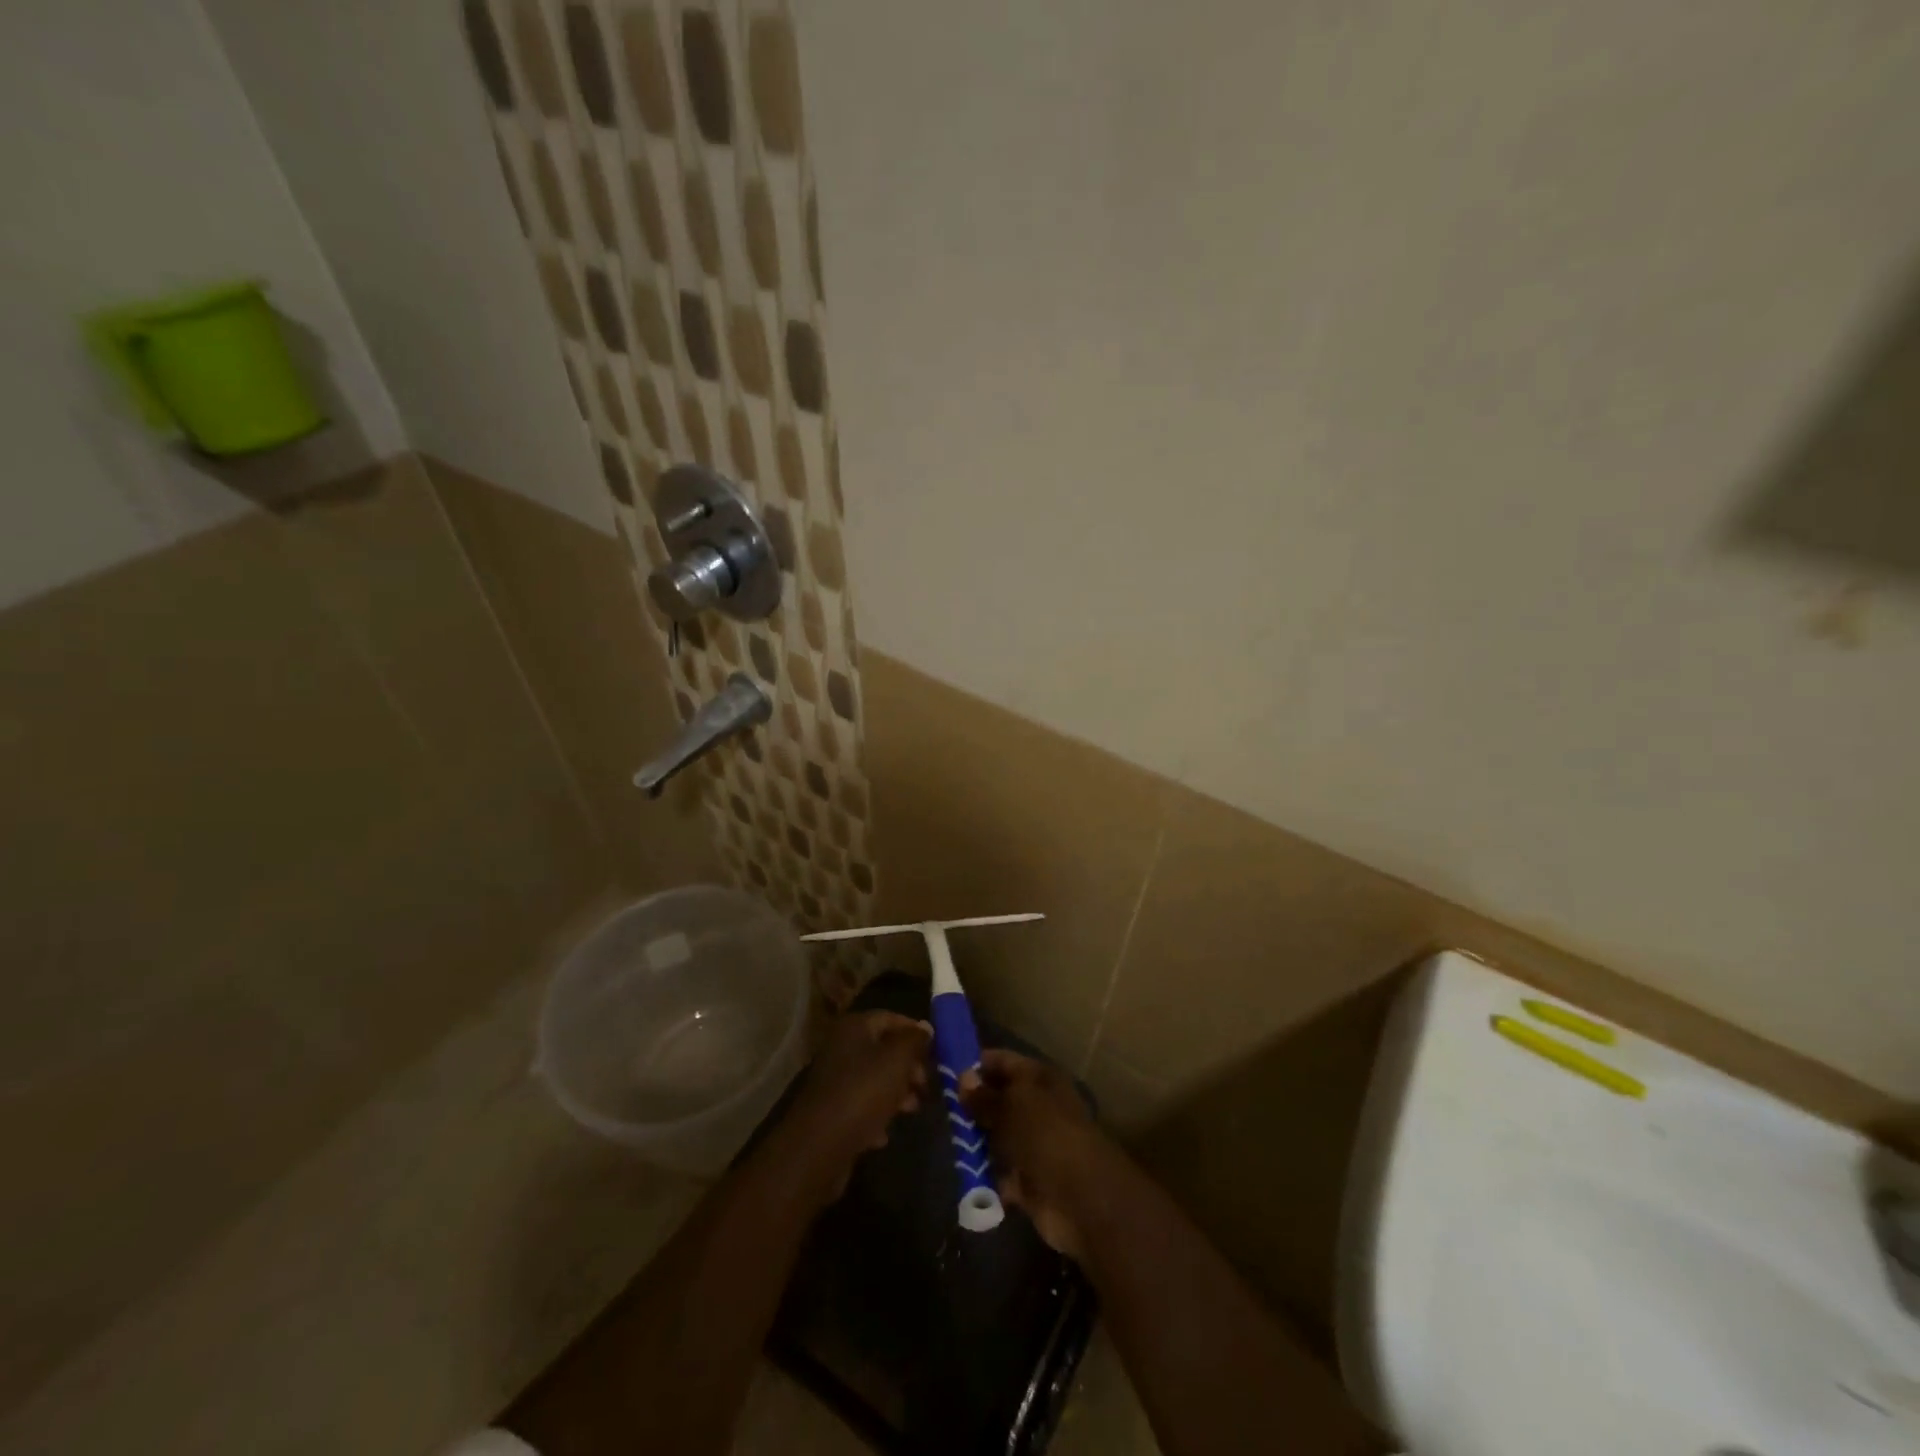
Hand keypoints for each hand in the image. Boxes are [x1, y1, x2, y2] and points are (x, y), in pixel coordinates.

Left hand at [784, 1011, 930, 1198]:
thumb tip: (926, 1027)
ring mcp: (834, 1080)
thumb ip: (914, 1041)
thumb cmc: (863, 1092)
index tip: (937, 1049)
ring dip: (896, 1092)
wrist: (819, 1146)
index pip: (890, 1018)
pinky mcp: (832, 1110)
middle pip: (883, 1049)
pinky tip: (885, 1133)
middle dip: (908, 1066)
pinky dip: (876, 1115)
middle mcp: (841, 1048)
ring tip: (913, 1108)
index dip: (914, 1030)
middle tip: (926, 1084)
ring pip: (874, 1079)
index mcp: (854, 1028)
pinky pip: (861, 1105)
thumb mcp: (897, 1060)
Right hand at [961, 1049, 1118, 1257]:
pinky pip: (999, 1170)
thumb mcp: (1012, 1105)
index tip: (945, 1070)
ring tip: (945, 1136)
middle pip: (999, 1099)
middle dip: (972, 1104)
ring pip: (997, 1135)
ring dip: (976, 1139)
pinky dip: (984, 1172)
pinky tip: (961, 1168)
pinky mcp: (1028, 1180)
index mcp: (1040, 1079)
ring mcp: (1034, 1144)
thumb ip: (985, 1096)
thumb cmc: (1047, 1134)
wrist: (1081, 1198)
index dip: (977, 1064)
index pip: (1004, 1062)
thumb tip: (962, 1078)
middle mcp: (1038, 1107)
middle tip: (940, 1106)